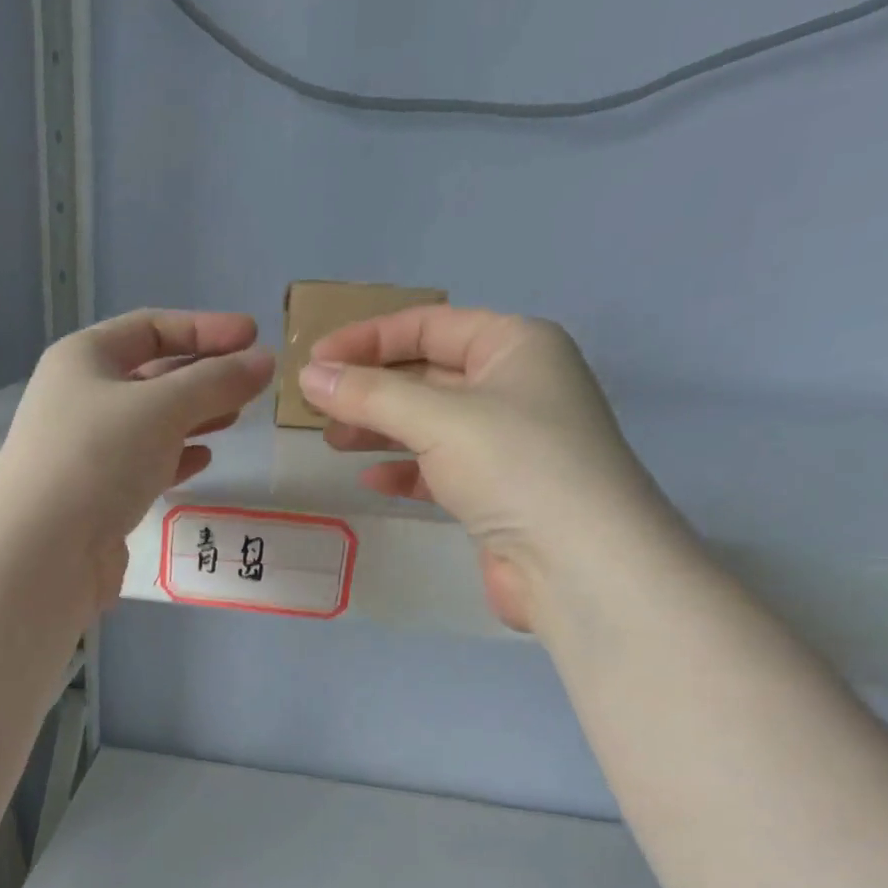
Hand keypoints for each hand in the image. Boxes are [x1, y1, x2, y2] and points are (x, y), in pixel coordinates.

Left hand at [0, 309, 274, 603]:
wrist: (43, 552)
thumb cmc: (98, 459)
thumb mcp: (162, 408)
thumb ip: (217, 382)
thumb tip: (264, 361)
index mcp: (83, 359)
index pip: (150, 328)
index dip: (204, 328)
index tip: (253, 336)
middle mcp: (81, 399)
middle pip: (152, 376)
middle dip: (203, 375)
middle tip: (253, 382)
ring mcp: (87, 450)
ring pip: (151, 424)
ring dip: (194, 417)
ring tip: (236, 417)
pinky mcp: (98, 496)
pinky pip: (144, 465)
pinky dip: (175, 458)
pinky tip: (204, 459)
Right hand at [299, 306, 677, 631]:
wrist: (577, 562)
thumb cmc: (515, 465)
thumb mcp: (438, 418)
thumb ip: (370, 395)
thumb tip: (310, 377)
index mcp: (515, 346)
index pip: (430, 325)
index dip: (368, 339)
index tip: (315, 361)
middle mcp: (514, 387)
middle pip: (426, 375)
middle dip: (370, 388)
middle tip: (315, 407)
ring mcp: (507, 443)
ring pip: (429, 424)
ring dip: (379, 430)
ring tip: (331, 442)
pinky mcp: (496, 492)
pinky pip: (439, 469)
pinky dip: (404, 471)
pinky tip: (371, 479)